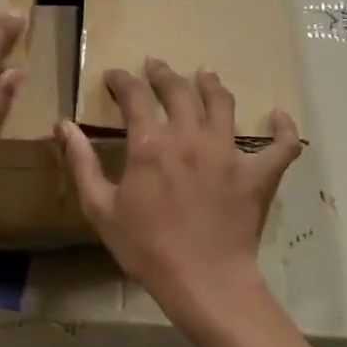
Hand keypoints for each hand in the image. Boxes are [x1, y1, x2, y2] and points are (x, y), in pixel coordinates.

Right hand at [59, 59, 299, 318]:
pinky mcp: (258, 174)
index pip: (134, 96)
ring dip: (211, 84)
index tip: (115, 76)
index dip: (123, 80)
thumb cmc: (145, 248)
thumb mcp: (100, 208)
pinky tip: (280, 116)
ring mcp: (229, 152)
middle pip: (178, 90)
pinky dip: (284, 129)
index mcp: (151, 144)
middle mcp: (190, 137)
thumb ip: (81, 163)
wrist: (203, 281)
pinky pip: (281, 145)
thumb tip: (63, 125)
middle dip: (163, 73)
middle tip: (155, 65)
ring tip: (205, 74)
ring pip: (223, 104)